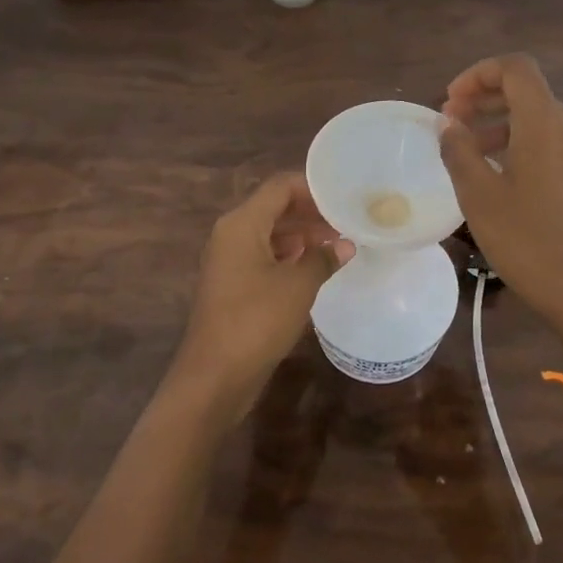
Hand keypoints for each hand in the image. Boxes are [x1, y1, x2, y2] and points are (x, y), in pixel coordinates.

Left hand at [167, 173, 350, 418]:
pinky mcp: (233, 285)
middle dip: (311, 213)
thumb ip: (323, 258)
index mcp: (241, 224)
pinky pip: (264, 257)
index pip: (280, 187)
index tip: (344, 197)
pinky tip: (315, 269)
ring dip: (302, 236)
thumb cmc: (256, 320)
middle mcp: (231, 235)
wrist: (215, 375)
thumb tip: (345, 245)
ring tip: (338, 245)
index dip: (313, 188)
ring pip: (270, 234)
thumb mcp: (298, 286)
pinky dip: (289, 257)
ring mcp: (229, 261)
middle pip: (274, 208)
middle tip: (347, 222)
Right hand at [439, 55, 562, 352]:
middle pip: (527, 92)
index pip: (515, 69)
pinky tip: (497, 175)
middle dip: (484, 99)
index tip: (450, 102)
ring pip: (537, 119)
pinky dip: (519, 144)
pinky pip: (550, 143)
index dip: (478, 74)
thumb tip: (448, 124)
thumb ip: (459, 151)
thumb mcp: (479, 197)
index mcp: (545, 123)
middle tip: (450, 124)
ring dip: (498, 123)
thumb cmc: (528, 241)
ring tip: (467, 151)